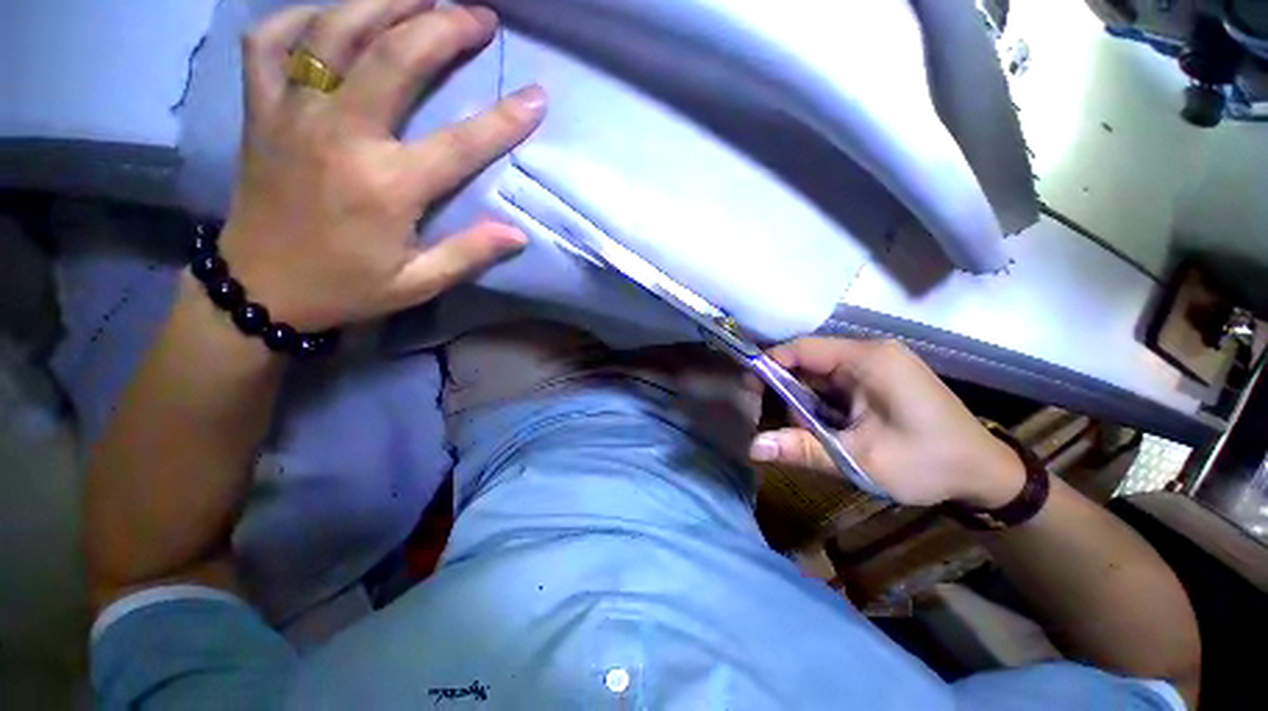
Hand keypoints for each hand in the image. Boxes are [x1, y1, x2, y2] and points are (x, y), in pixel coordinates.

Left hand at [218, 0, 545, 330]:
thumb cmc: (347, 286)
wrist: (259, 288)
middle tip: (479, 15)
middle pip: (394, 58)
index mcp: (387, 187)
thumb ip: (468, 255)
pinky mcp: (261, 110)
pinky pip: (270, 41)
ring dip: (382, 1)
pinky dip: (302, 16)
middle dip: (444, 27)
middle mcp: (340, 136)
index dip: (505, 119)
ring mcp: (292, 114)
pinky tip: (333, 14)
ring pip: (334, 31)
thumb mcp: (417, 283)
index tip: (536, 97)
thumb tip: (517, 234)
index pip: (460, 144)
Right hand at [748, 338, 1024, 507]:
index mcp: (868, 360)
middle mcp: (871, 353)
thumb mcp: (859, 460)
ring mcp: (878, 365)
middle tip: (785, 424)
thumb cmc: (927, 463)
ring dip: (807, 402)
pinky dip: (823, 404)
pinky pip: (836, 383)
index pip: (803, 348)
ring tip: (814, 434)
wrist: (985, 475)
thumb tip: (752, 448)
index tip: (749, 387)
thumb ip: (802, 449)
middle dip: (790, 391)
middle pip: (810, 362)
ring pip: (821, 374)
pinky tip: (828, 428)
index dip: (770, 363)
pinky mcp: (880, 379)